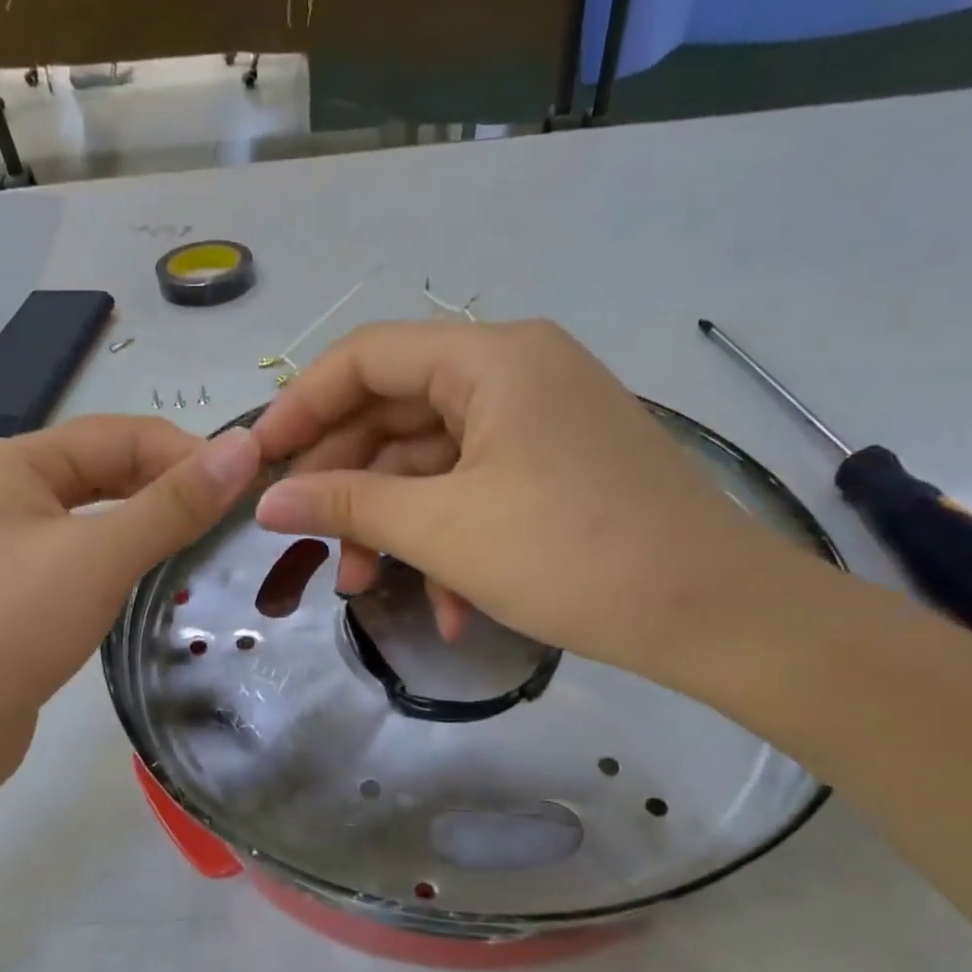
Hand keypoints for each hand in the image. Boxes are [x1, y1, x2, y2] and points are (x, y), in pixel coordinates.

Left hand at [0, 416, 260, 779]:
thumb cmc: (9, 627)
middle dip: (169, 485)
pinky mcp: (19, 598)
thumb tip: (245, 447)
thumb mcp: (99, 557)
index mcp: (16, 464)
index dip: (186, 451)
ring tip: (207, 544)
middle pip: (106, 470)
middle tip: (233, 517)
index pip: (119, 434)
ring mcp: (9, 550)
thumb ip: (173, 504)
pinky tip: (158, 581)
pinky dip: (126, 560)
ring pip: (97, 518)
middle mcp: (8, 496)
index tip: (248, 486)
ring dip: (151, 523)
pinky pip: (85, 560)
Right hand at [250, 320, 800, 680]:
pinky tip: (447, 608)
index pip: (367, 357)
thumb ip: (346, 505)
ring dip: (393, 526)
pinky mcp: (555, 468)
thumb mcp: (443, 528)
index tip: (258, 461)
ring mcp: (538, 422)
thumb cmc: (571, 555)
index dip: (301, 406)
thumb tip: (266, 501)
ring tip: (362, 588)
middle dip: (346, 484)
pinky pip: (475, 490)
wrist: (714, 615)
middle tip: (306, 540)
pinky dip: (447, 541)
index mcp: (491, 359)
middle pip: (395, 413)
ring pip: (431, 462)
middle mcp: (515, 372)